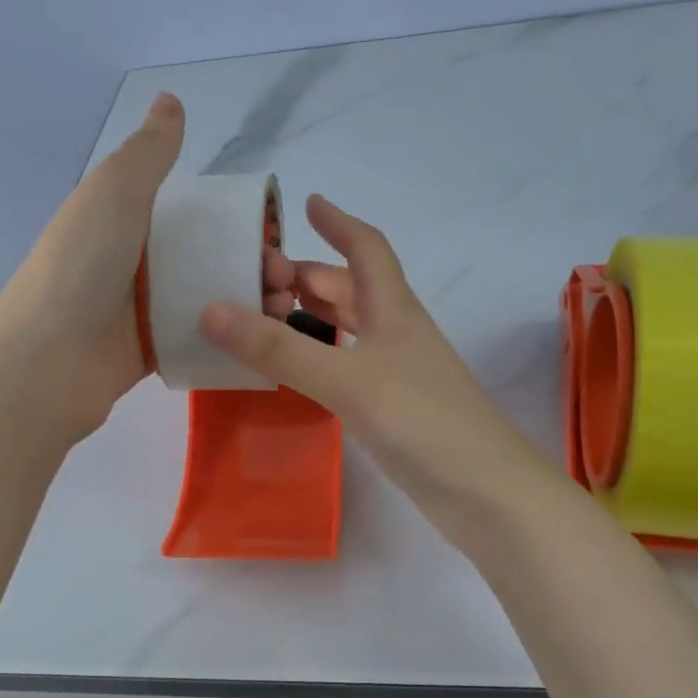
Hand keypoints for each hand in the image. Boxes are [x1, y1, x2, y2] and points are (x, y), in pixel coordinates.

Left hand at [0, 92, 298, 444]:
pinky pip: (198, 338)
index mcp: (126, 221)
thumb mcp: (114, 192)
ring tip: (283, 312)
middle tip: (285, 281)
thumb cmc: (82, 267)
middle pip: (209, 258)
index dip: (239, 221)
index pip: (195, 215)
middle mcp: (135, 263)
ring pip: (209, 300)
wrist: (47, 361)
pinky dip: (230, 338)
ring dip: (250, 302)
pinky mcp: (151, 351)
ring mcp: (142, 311)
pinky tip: (262, 342)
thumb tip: (170, 99)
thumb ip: (148, 152)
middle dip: (255, 265)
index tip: (275, 234)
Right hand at [202, 195, 547, 538]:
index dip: (339, 222)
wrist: (486, 494)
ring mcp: (397, 373)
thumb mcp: (346, 380)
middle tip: (257, 278)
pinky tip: (294, 374)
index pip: (367, 249)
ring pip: (349, 331)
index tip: (309, 203)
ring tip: (264, 318)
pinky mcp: (393, 410)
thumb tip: (211, 309)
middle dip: (309, 276)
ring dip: (312, 318)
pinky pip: (347, 368)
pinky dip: (318, 359)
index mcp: (393, 310)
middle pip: (352, 289)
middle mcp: (396, 334)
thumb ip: (279, 349)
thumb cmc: (423, 421)